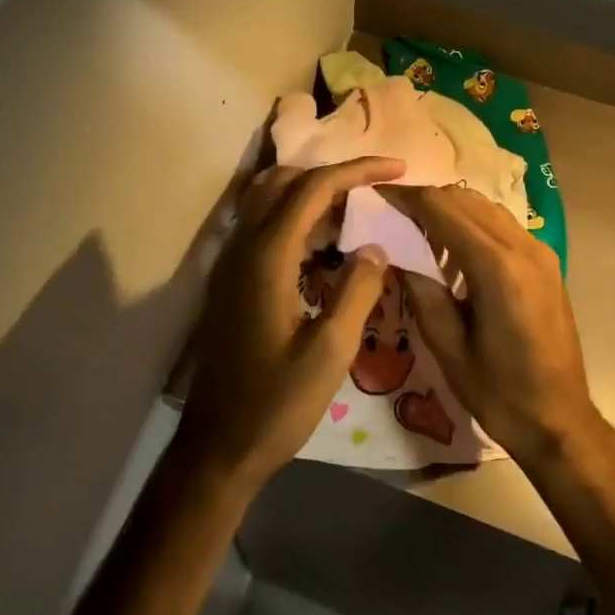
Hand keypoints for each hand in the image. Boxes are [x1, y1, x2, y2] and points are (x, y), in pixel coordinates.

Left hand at [176, 156, 405, 492]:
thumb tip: (375, 247)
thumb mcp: (330, 352)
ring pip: (268, 199)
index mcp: (267, 257)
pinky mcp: (230, 279)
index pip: (314, 188)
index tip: (397, 167)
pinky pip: (262, 224)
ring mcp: (230, 261)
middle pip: (285, 181)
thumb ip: (357, 291)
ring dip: (311, 192)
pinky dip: (295, 216)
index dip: (358, 170)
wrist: (217, 447)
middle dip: (333, 174)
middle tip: (376, 188)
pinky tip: (324, 245)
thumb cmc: (276, 403)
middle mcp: (243, 246)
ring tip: (356, 210)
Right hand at [385, 185, 599, 464]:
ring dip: (449, 208)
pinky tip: (452, 249)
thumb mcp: (448, 347)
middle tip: (390, 213)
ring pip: (485, 206)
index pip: (442, 208)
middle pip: (464, 199)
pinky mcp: (546, 262)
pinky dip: (472, 223)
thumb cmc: (500, 393)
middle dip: (424, 199)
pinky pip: (501, 224)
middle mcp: (522, 247)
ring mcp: (540, 251)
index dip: (406, 197)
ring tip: (416, 229)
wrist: (560, 421)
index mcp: (496, 267)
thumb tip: (394, 252)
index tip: (376, 197)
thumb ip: (421, 291)